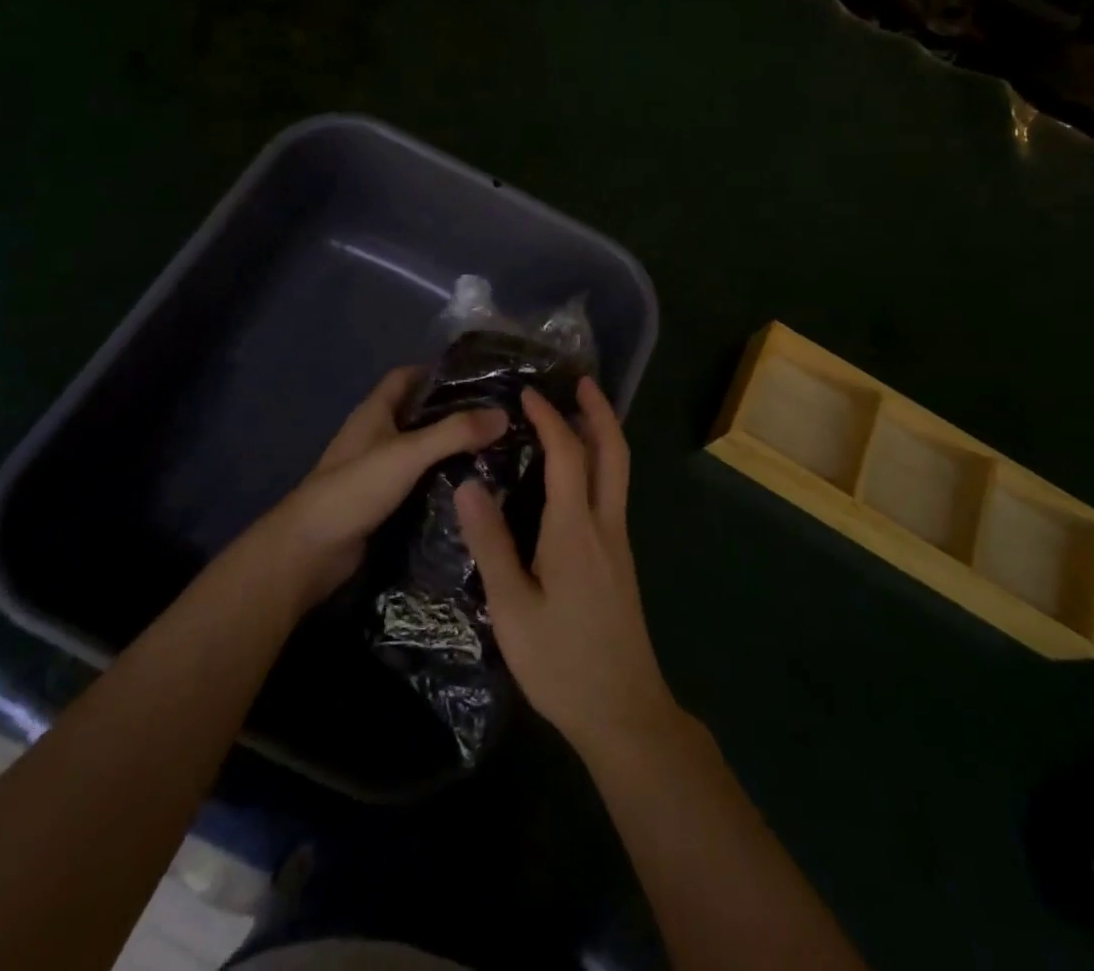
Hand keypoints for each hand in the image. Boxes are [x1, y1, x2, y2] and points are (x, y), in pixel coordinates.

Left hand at [256, 366, 506, 607]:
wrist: (309, 551)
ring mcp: (374, 470)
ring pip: (417, 450)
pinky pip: (415, 482)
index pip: (405, 377)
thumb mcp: (408, 454)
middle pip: (415, 413)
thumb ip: (454, 433)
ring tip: (492, 450)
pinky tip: (467, 488)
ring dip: (447, 449)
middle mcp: (373, 436)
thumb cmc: (355, 489)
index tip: (476, 376)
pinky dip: (438, 480)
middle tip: (494, 417)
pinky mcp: (379, 502)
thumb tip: (504, 414)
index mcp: (373, 413)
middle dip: (450, 412)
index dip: (435, 371)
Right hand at [456, 376, 684, 763]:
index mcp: (576, 529)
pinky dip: (599, 465)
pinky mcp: (620, 561)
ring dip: (603, 435)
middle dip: (600, 411)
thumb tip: (469, 484)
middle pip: (613, 452)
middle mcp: (605, 524)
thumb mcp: (512, 608)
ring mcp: (619, 543)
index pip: (568, 453)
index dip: (550, 417)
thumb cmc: (562, 661)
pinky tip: (574, 476)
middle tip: (581, 381)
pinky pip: (612, 493)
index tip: (528, 393)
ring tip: (577, 415)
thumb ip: (491, 544)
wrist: (624, 712)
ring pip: (618, 471)